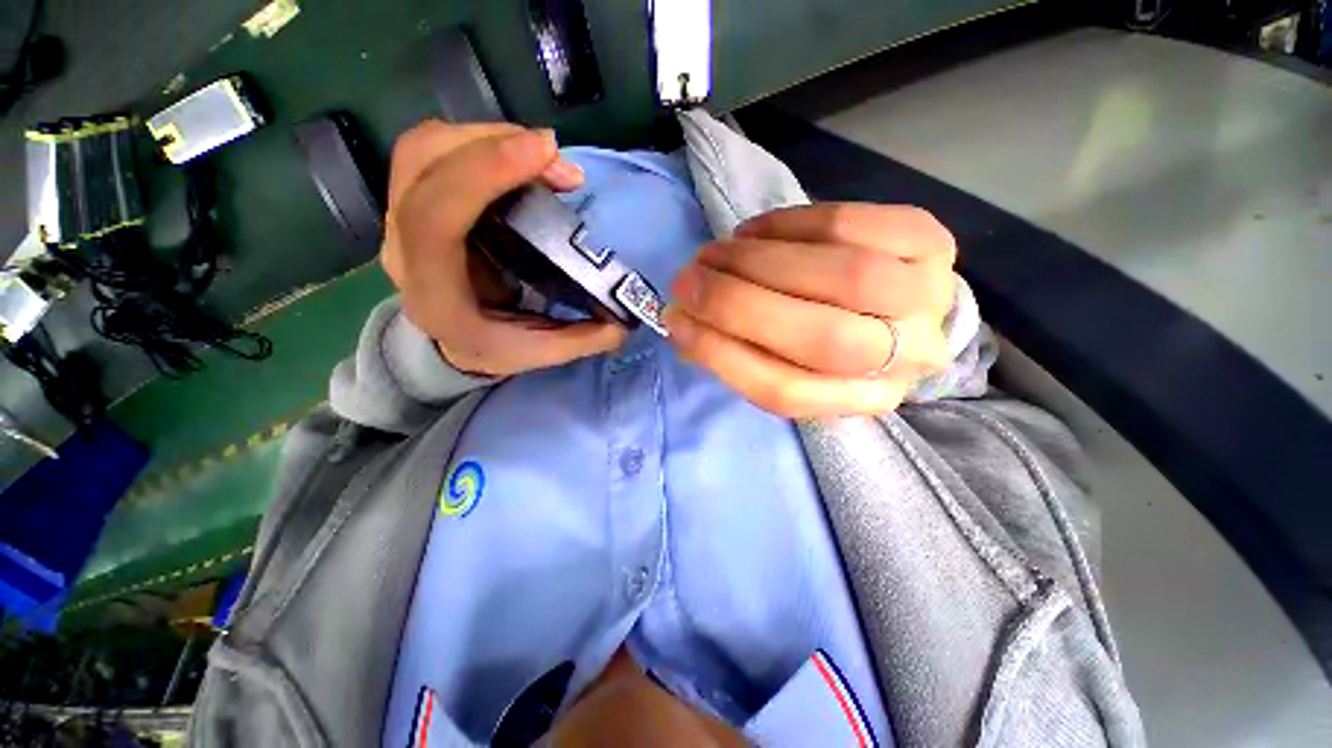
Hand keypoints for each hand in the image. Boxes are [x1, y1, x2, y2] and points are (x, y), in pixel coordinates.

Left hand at [381, 121, 626, 376]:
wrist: (450, 341)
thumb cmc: (491, 347)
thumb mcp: (540, 353)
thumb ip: (583, 339)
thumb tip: (625, 320)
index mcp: (434, 292)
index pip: (435, 218)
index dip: (484, 172)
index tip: (546, 153)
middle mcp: (404, 247)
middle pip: (422, 162)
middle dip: (494, 143)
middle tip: (557, 160)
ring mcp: (403, 219)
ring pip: (426, 147)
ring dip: (488, 136)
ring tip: (545, 158)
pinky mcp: (418, 200)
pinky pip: (438, 152)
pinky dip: (482, 142)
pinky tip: (523, 160)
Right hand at [662, 204, 955, 417]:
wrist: (897, 301)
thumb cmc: (828, 337)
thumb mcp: (785, 360)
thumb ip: (738, 349)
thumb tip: (683, 320)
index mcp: (858, 400)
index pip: (784, 392)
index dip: (719, 354)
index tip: (675, 321)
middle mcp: (905, 359)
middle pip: (821, 339)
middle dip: (736, 304)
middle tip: (688, 279)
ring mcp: (928, 296)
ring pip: (842, 278)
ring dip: (759, 262)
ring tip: (716, 253)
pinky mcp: (930, 239)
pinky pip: (849, 225)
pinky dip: (788, 225)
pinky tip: (755, 232)